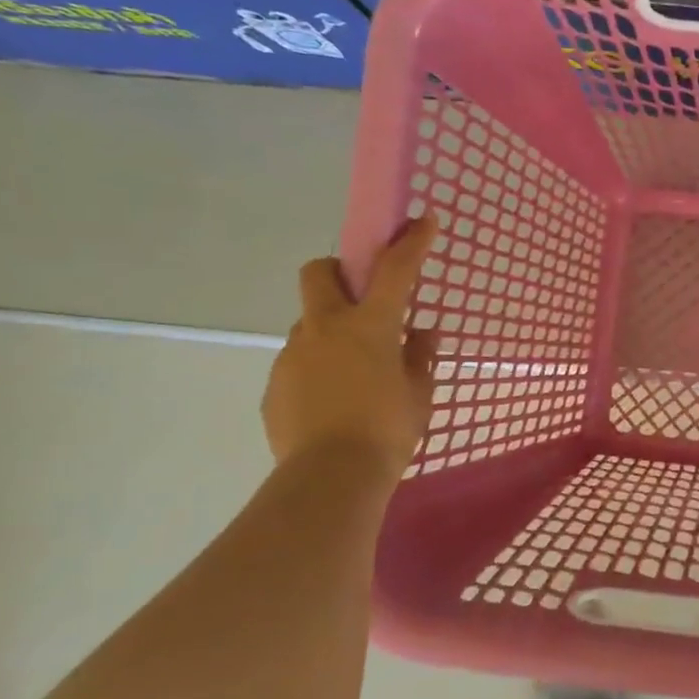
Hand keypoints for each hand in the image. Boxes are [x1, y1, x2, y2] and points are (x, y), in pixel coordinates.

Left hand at [262, 216, 439, 478]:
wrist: (330, 478)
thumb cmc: (388, 430)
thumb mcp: (420, 393)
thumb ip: (420, 356)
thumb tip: (421, 334)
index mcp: (368, 325)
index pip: (394, 269)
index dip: (411, 242)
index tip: (422, 220)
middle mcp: (324, 328)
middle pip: (319, 274)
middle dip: (338, 272)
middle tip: (361, 299)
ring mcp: (293, 355)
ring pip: (309, 324)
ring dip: (331, 332)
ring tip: (354, 372)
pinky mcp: (275, 385)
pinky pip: (299, 363)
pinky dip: (317, 369)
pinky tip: (334, 401)